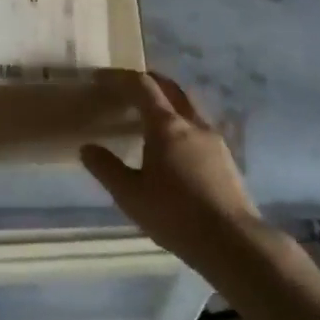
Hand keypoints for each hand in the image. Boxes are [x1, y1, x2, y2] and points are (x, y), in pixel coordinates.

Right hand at [82, 71, 266, 264]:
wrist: (231, 241)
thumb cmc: (174, 215)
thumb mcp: (130, 195)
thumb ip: (106, 168)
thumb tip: (87, 148)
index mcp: (167, 127)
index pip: (142, 87)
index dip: (119, 78)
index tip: (99, 78)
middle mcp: (193, 124)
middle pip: (171, 88)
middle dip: (148, 81)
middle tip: (126, 87)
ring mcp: (214, 139)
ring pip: (189, 106)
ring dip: (168, 101)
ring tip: (148, 117)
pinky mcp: (226, 157)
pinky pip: (199, 127)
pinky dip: (181, 122)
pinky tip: (173, 146)